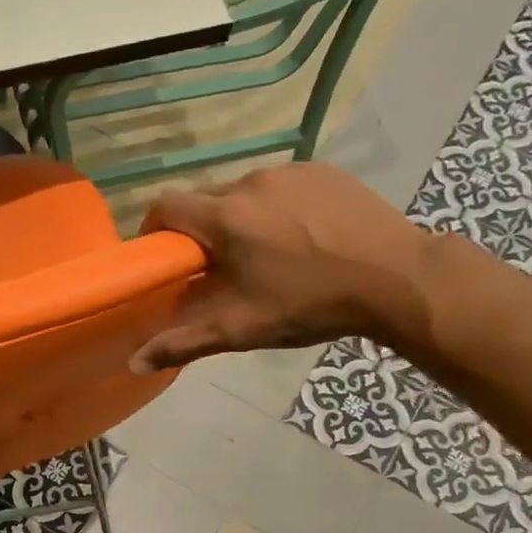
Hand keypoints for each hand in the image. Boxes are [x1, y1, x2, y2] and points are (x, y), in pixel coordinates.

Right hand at [129, 164, 434, 371]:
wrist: (398, 277)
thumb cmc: (311, 304)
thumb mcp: (242, 328)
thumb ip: (184, 342)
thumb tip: (134, 363)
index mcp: (226, 217)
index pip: (165, 205)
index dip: (155, 228)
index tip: (164, 256)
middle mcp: (251, 183)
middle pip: (206, 200)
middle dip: (203, 231)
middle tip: (221, 268)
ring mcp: (290, 171)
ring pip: (244, 193)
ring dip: (241, 219)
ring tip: (267, 254)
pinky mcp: (322, 170)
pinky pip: (281, 186)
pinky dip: (278, 207)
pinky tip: (302, 237)